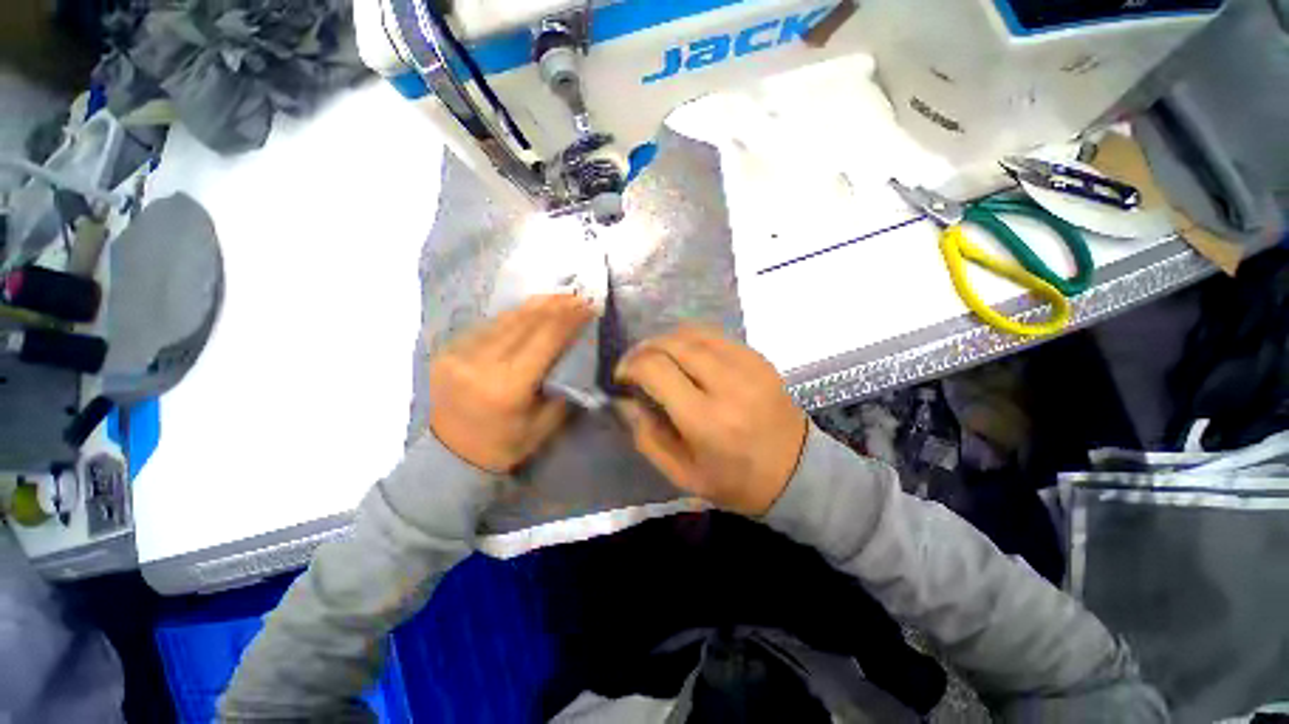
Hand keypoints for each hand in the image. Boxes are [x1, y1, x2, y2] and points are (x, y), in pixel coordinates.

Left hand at [429, 294, 593, 471]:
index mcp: (508, 387)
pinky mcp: (448, 350)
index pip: (545, 339)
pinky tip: (530, 311)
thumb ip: (561, 386)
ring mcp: (459, 354)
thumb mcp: (544, 425)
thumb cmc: (504, 446)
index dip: (569, 319)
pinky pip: (488, 326)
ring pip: (505, 319)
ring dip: (535, 306)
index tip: (589, 307)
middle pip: (525, 322)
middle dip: (556, 306)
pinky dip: (513, 316)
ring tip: (559, 297)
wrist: (450, 456)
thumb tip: (574, 351)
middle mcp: (480, 364)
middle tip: (578, 296)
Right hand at [613, 325, 807, 515]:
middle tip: (634, 363)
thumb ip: (646, 435)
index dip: (630, 366)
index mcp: (706, 420)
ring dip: (665, 340)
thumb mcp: (681, 474)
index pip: (656, 370)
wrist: (797, 471)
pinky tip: (683, 355)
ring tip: (655, 356)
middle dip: (643, 348)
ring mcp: (747, 365)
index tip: (621, 377)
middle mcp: (727, 384)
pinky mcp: (758, 358)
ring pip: (693, 332)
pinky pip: (714, 335)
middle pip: (673, 344)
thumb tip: (623, 400)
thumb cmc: (735, 481)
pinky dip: (690, 339)